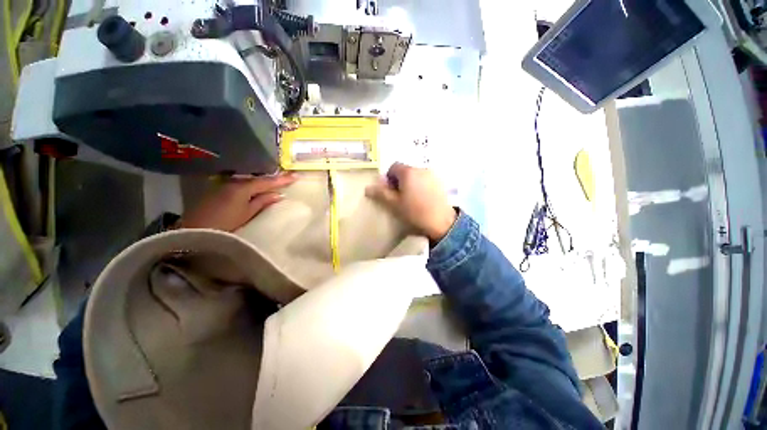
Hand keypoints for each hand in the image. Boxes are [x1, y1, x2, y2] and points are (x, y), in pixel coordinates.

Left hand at [179, 173, 296, 231]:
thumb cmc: (224, 224)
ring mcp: (224, 186)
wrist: (193, 231)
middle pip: (257, 179)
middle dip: (272, 179)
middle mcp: (233, 182)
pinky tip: (256, 190)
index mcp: (242, 187)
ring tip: (274, 184)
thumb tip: (278, 195)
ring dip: (261, 182)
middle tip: (287, 179)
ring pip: (248, 181)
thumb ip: (262, 202)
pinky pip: (240, 186)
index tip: (296, 176)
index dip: (282, 179)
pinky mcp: (218, 192)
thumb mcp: (247, 214)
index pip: (267, 181)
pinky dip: (251, 187)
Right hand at [365, 163, 456, 241]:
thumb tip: (367, 188)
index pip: (393, 167)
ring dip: (411, 183)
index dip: (389, 178)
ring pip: (416, 175)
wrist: (441, 222)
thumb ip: (381, 193)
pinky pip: (425, 180)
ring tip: (412, 199)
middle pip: (405, 170)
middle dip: (400, 181)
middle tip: (400, 197)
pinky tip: (423, 199)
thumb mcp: (394, 204)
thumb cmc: (414, 212)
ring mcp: (432, 174)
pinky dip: (421, 186)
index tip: (391, 192)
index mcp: (408, 172)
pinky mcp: (440, 182)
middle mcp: (421, 168)